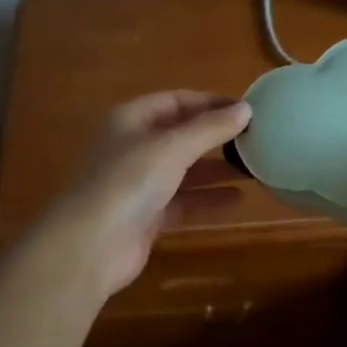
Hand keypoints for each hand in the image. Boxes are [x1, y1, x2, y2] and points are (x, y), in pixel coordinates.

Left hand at [49, 91, 251, 296]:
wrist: (91, 245)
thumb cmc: (129, 182)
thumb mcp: (173, 147)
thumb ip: (210, 128)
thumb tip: (246, 110)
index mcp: (130, 120)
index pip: (175, 101)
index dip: (209, 103)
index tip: (246, 110)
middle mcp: (132, 147)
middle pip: (180, 135)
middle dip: (215, 137)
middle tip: (254, 140)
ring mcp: (137, 183)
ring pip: (183, 170)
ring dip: (215, 169)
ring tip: (253, 170)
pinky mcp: (145, 216)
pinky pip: (182, 200)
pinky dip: (206, 198)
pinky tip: (236, 199)